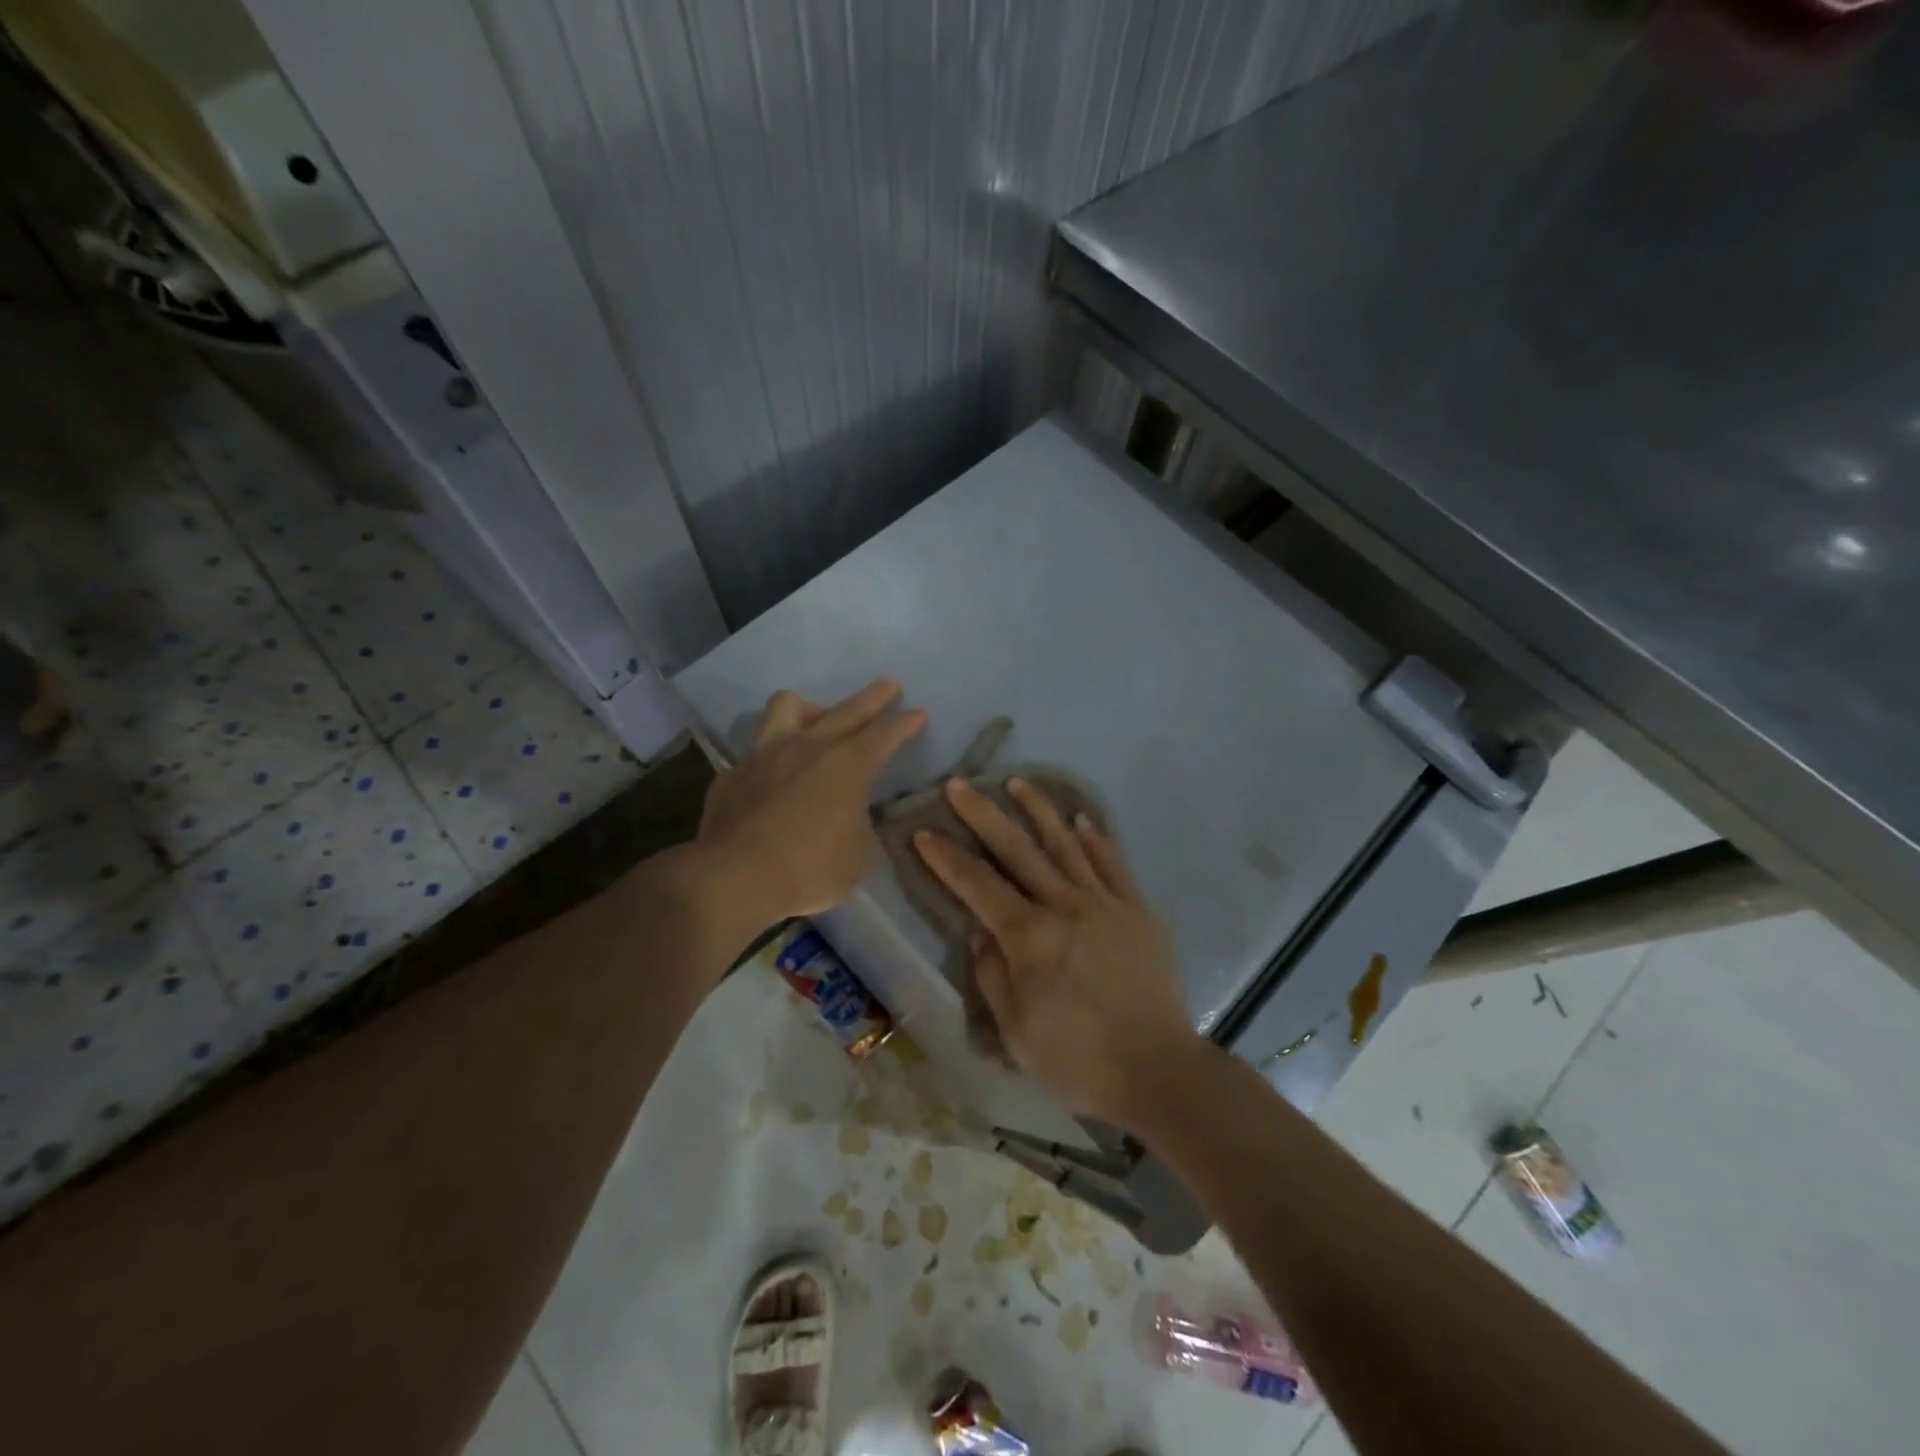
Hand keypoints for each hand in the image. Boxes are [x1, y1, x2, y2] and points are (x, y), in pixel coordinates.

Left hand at [697, 679, 925, 922]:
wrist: (735, 878)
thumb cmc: (811, 868)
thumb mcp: (859, 855)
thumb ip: (861, 826)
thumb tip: (853, 818)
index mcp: (848, 764)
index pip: (885, 734)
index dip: (905, 723)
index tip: (918, 713)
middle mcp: (809, 747)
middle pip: (846, 710)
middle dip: (872, 698)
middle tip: (888, 686)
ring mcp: (766, 755)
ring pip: (787, 706)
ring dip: (810, 709)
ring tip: (817, 719)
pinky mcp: (733, 774)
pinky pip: (757, 752)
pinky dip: (772, 758)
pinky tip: (774, 778)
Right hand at [913, 777, 1202, 1128]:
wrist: (1158, 1070)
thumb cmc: (1077, 1060)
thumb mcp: (1016, 1030)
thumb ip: (993, 974)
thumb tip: (982, 931)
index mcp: (1029, 937)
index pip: (977, 885)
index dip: (947, 857)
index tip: (924, 832)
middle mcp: (1064, 906)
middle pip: (1017, 849)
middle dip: (983, 814)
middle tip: (960, 785)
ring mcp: (1105, 903)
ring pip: (1066, 844)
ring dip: (1039, 810)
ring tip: (1017, 783)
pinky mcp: (1137, 911)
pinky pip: (1113, 864)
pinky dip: (1096, 839)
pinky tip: (1082, 819)